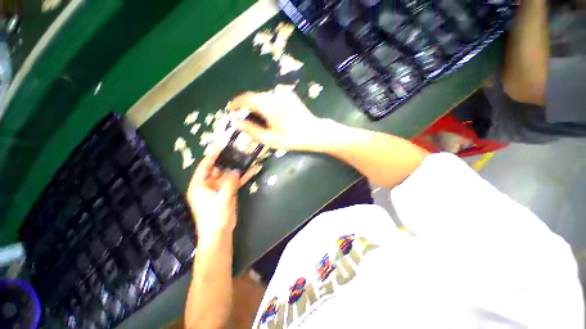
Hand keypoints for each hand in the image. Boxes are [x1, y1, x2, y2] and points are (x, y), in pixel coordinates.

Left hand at [187, 148, 260, 241]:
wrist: (219, 234)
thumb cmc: (215, 217)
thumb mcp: (222, 198)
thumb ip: (229, 183)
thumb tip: (236, 170)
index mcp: (200, 185)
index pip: (205, 166)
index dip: (212, 156)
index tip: (220, 146)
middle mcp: (208, 185)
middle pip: (218, 169)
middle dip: (228, 160)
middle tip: (238, 150)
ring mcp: (220, 189)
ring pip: (229, 175)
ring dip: (238, 168)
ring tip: (247, 158)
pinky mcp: (228, 193)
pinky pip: (236, 182)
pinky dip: (243, 178)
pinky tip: (253, 171)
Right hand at [227, 85, 324, 151]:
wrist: (314, 132)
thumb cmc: (292, 138)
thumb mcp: (270, 139)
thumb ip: (252, 130)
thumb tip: (237, 122)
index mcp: (269, 104)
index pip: (247, 98)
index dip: (236, 103)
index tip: (230, 109)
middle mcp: (275, 94)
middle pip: (255, 97)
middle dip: (247, 106)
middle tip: (244, 118)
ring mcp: (284, 93)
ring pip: (263, 97)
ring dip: (258, 106)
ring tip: (258, 119)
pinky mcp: (289, 95)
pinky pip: (273, 97)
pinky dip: (267, 104)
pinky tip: (271, 115)